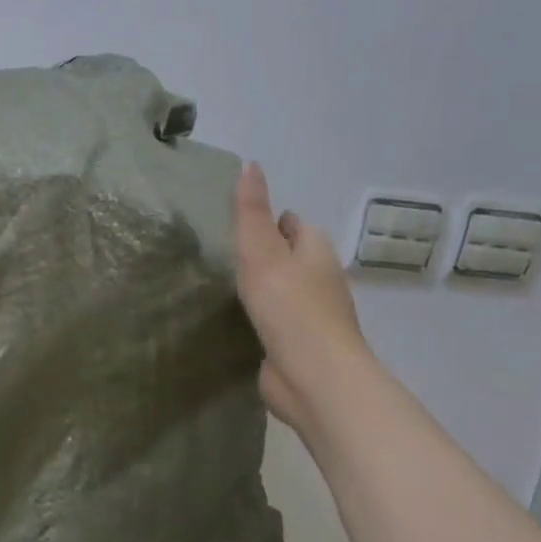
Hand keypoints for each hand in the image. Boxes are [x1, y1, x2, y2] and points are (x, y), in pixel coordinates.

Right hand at [232, 161, 367, 426]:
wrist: (314, 377)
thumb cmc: (289, 308)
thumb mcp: (261, 251)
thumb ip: (251, 211)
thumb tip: (250, 164)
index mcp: (316, 250)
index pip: (292, 223)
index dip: (267, 219)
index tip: (234, 225)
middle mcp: (319, 279)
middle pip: (289, 256)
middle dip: (262, 254)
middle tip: (221, 255)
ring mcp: (311, 316)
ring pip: (282, 291)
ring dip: (260, 288)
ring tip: (221, 286)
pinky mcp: (298, 346)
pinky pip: (275, 322)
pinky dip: (260, 318)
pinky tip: (235, 321)